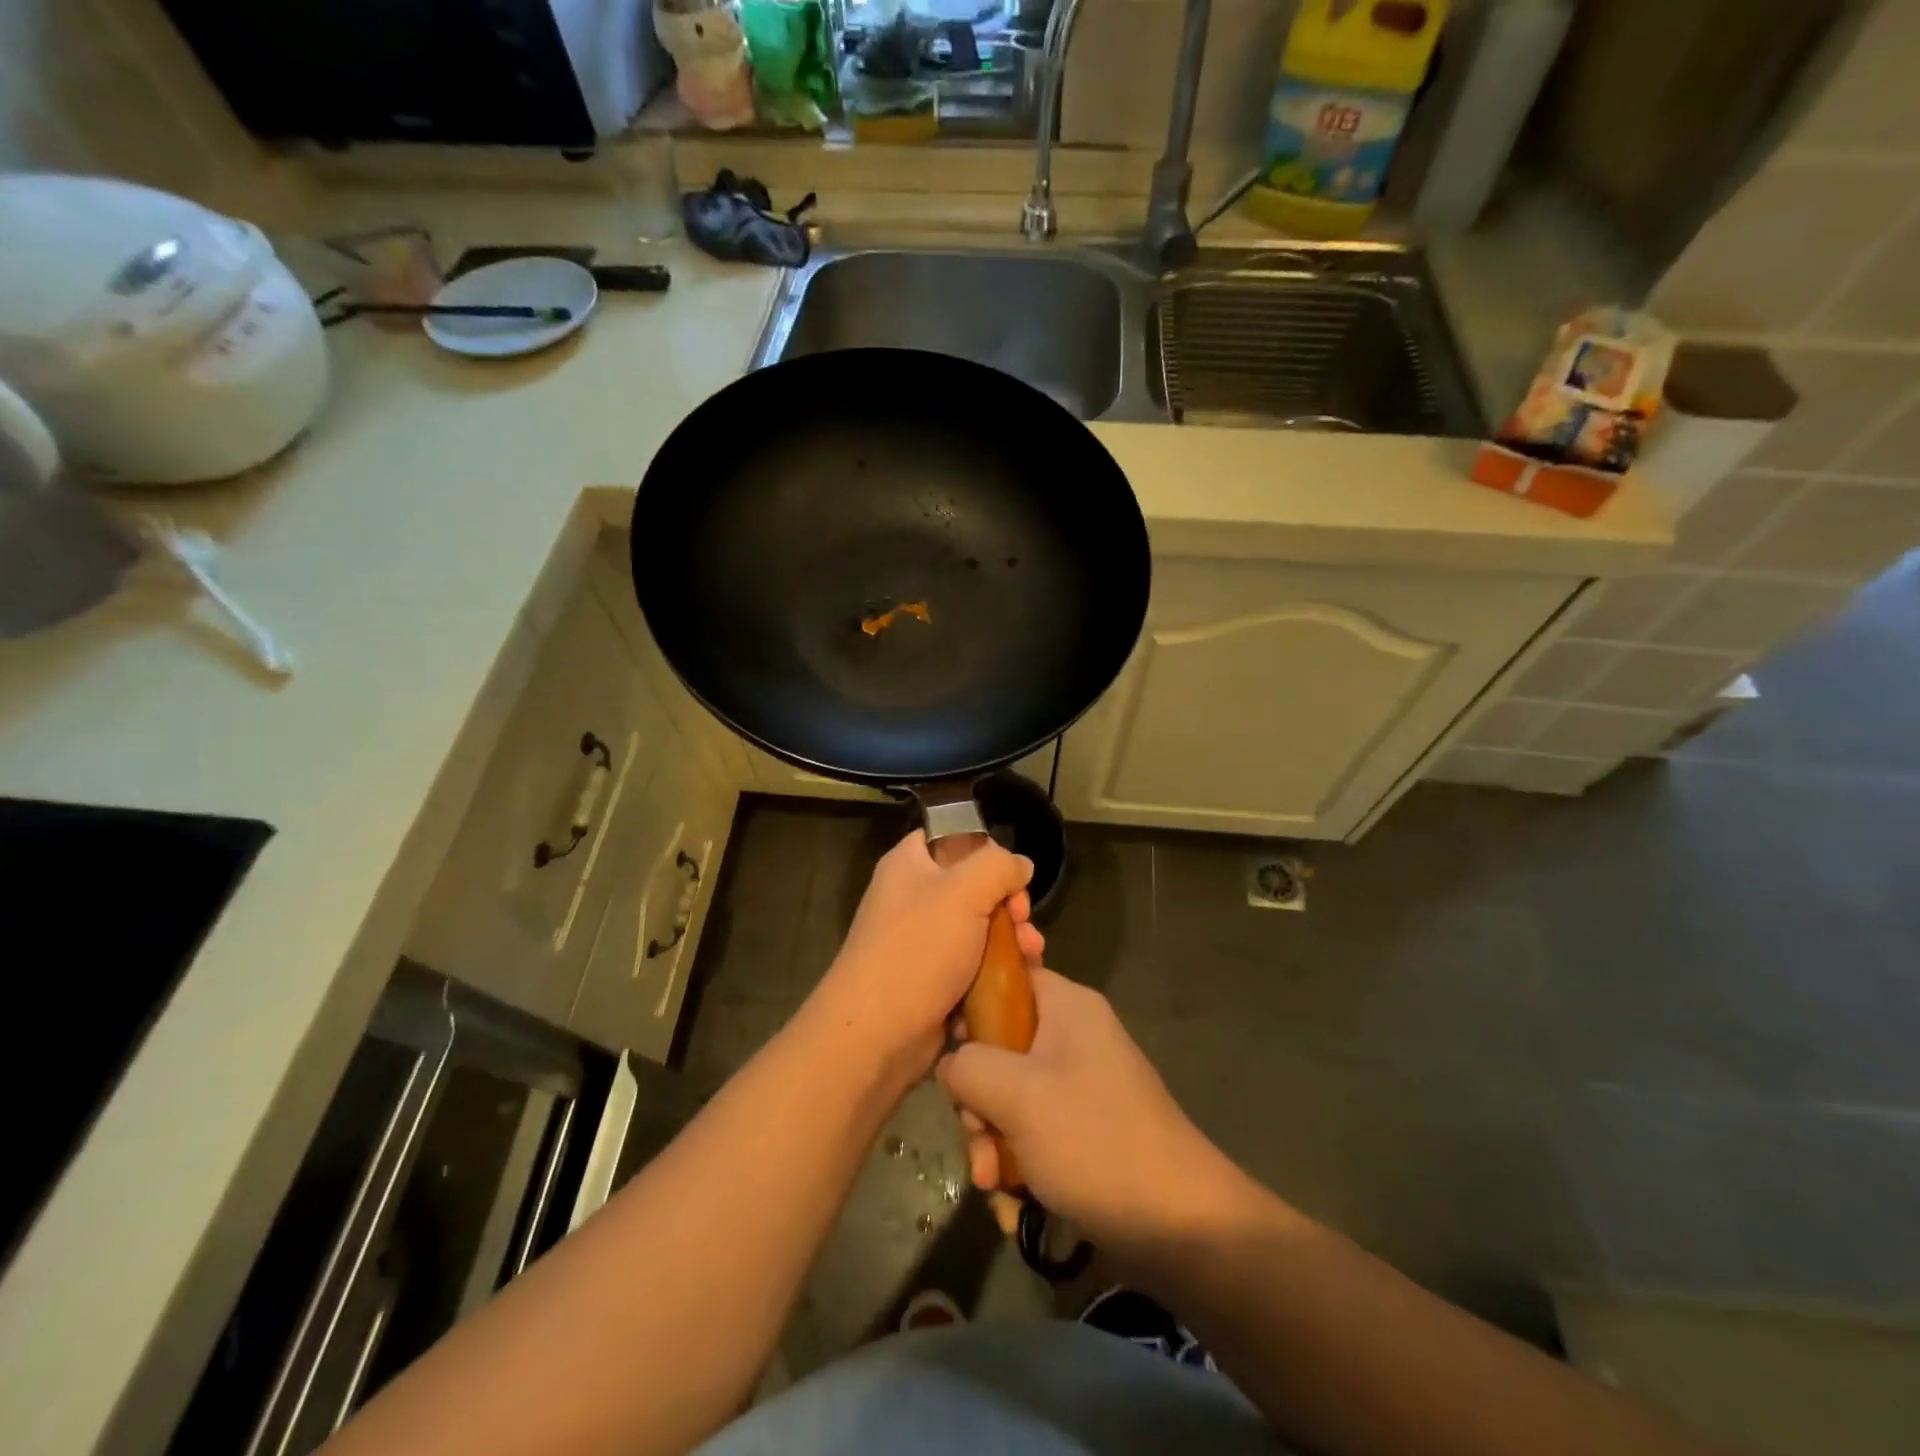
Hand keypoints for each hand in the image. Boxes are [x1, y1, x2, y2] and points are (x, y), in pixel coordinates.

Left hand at [807, 829, 1041, 1076]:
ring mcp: (923, 941)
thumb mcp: (963, 892)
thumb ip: (998, 866)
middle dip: (1009, 903)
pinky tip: (1022, 977)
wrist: (877, 1033)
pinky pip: (975, 964)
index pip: (952, 837)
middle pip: (975, 885)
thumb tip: (1020, 865)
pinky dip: (998, 969)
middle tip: (1023, 921)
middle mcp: (914, 897)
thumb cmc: (917, 950)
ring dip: (1012, 938)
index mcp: (909, 864)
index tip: (1010, 875)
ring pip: (981, 928)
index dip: (986, 850)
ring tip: (1031, 954)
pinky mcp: (935, 980)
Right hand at [938, 970, 1248, 1253]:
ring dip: (993, 1142)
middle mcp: (1074, 1036)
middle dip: (979, 1102)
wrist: (1181, 1226)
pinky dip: (1018, 1164)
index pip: (1005, 978)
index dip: (969, 1007)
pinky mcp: (1085, 1127)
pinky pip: (1034, 1131)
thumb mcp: (1018, 1096)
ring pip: (1011, 1096)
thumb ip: (969, 1066)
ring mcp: (1081, 1083)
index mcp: (1066, 1007)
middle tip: (977, 1141)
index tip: (948, 1051)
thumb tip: (951, 1062)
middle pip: (1000, 1046)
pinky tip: (1013, 1207)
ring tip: (994, 1187)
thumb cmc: (1095, 1141)